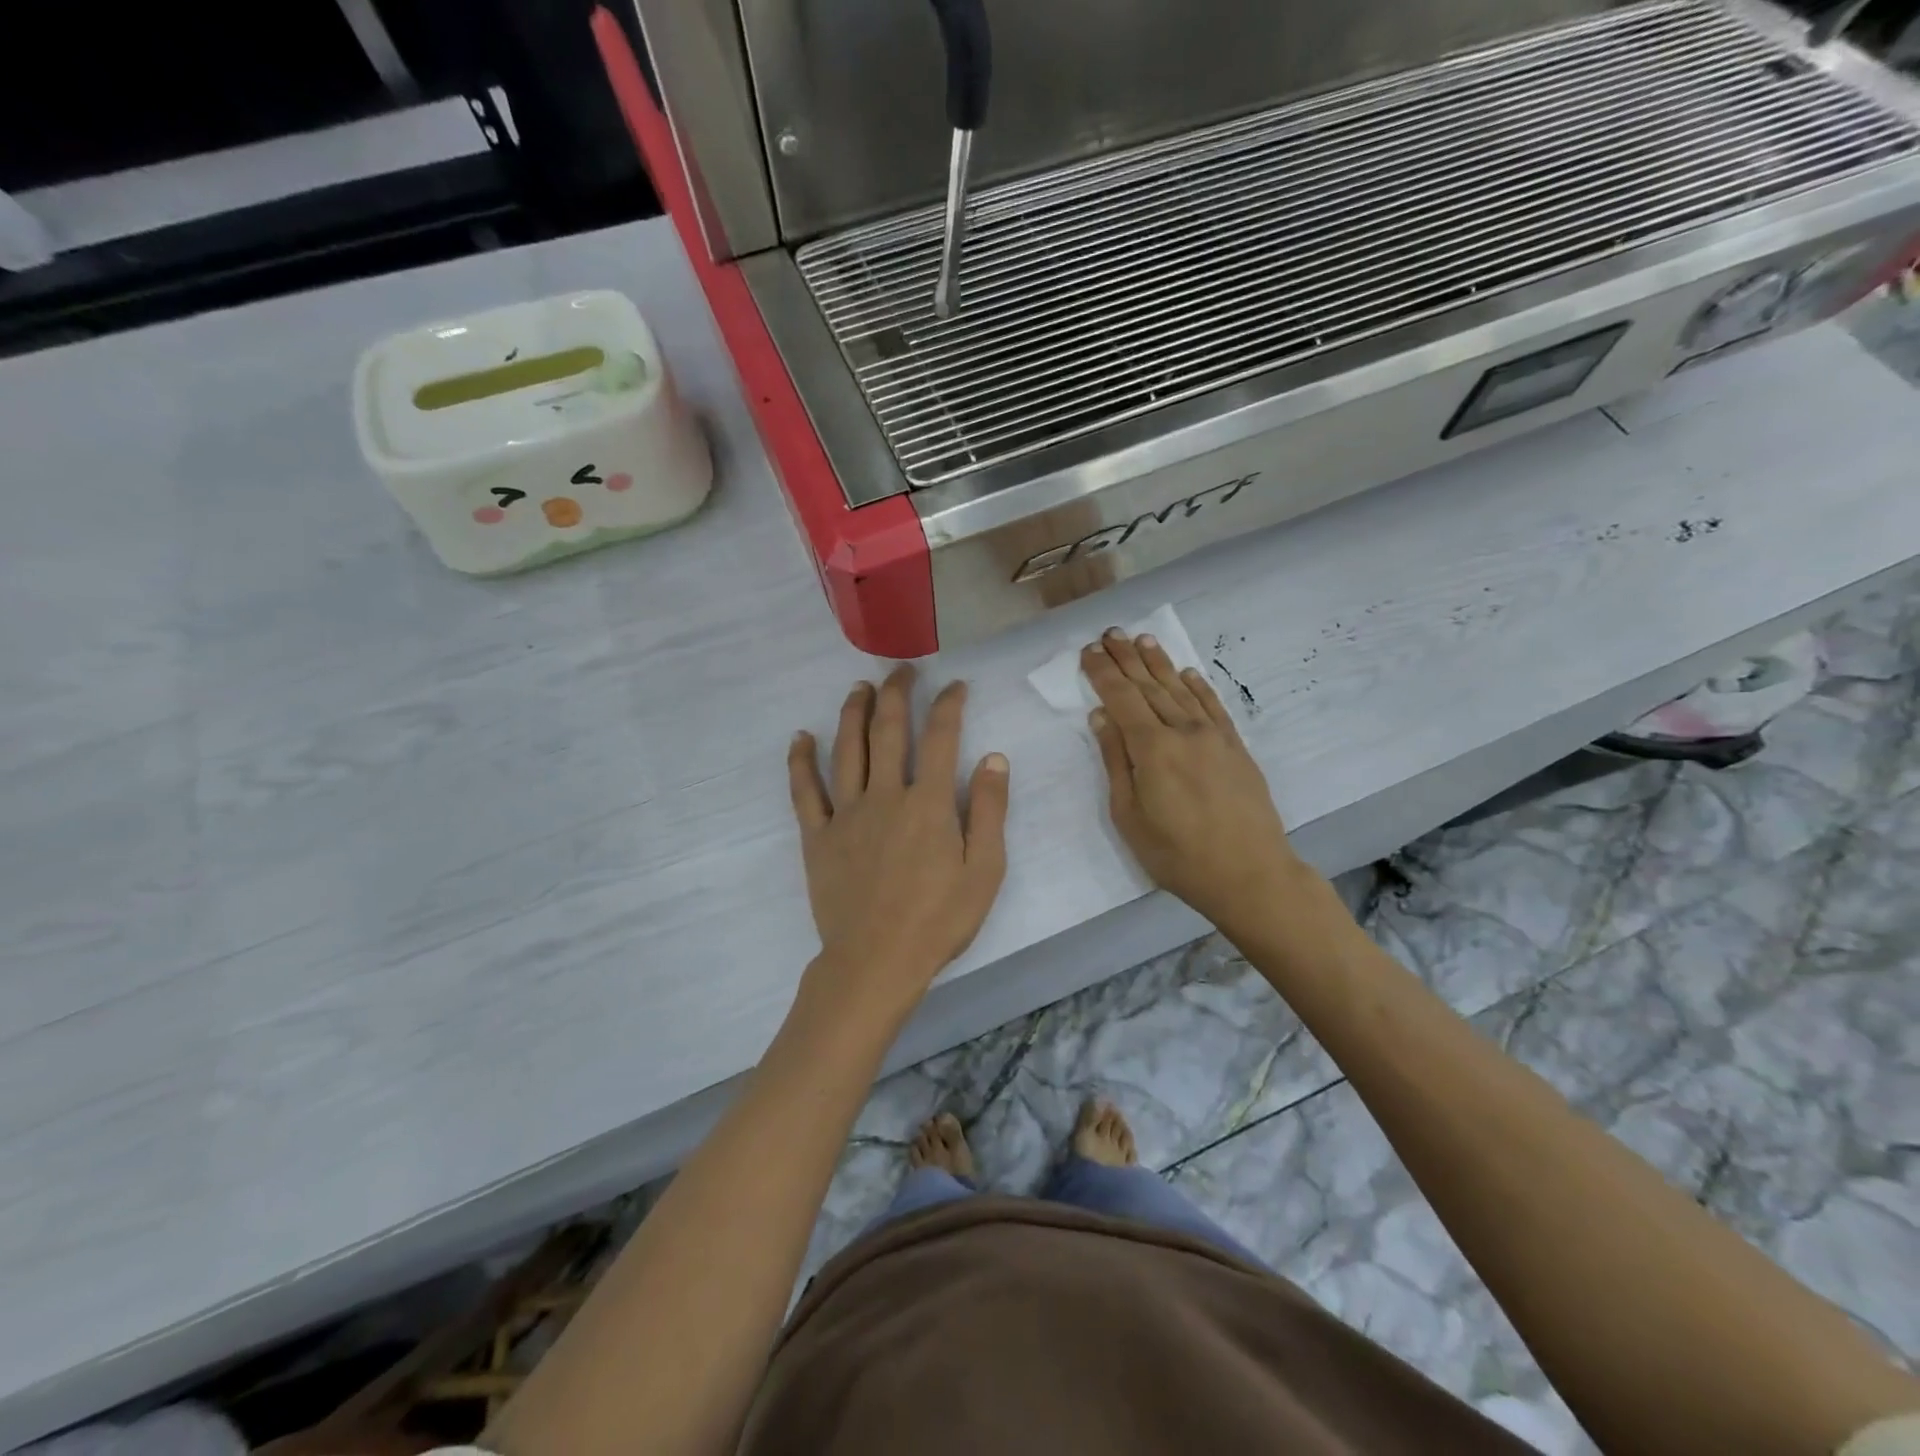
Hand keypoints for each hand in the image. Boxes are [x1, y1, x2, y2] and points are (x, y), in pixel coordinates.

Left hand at [787, 666, 1009, 1021]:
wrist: (876, 962)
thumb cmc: (938, 920)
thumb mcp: (984, 871)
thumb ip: (990, 812)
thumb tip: (993, 758)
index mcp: (929, 803)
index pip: (940, 738)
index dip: (948, 705)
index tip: (954, 685)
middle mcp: (885, 795)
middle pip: (887, 730)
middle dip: (896, 693)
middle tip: (902, 671)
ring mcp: (846, 813)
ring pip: (846, 749)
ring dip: (852, 712)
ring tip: (859, 688)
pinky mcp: (818, 835)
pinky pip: (805, 790)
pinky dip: (801, 761)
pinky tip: (801, 737)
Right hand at [1082, 629, 1303, 934]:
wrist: (1249, 873)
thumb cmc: (1177, 854)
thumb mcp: (1130, 816)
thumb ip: (1116, 762)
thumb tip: (1102, 717)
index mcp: (1152, 748)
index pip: (1122, 698)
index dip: (1102, 673)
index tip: (1088, 651)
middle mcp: (1183, 731)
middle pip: (1149, 686)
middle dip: (1126, 658)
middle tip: (1110, 633)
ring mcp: (1214, 736)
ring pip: (1180, 690)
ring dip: (1159, 663)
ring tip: (1142, 640)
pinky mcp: (1236, 747)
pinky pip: (1213, 706)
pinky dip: (1198, 686)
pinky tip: (1186, 673)